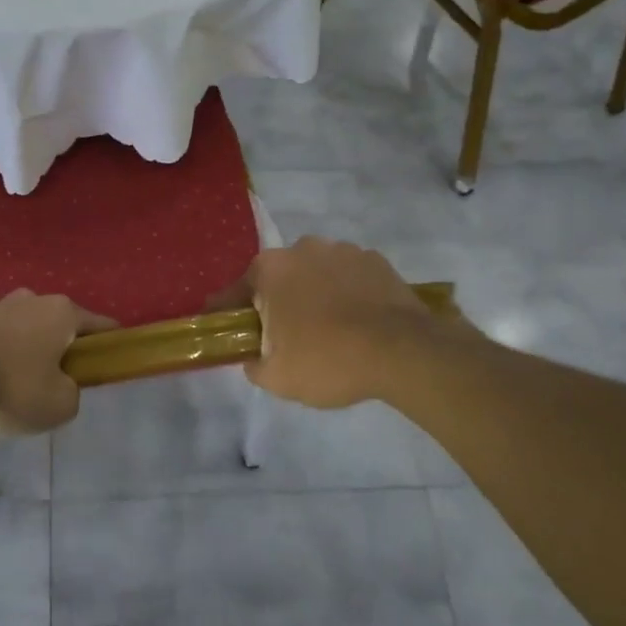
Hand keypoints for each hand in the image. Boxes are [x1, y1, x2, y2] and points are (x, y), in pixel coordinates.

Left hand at [0, 290, 115, 434]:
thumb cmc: (12, 387)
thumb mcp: (59, 405)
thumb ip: (72, 393)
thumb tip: (63, 385)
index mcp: (61, 312)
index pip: (99, 324)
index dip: (108, 342)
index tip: (110, 358)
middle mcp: (30, 299)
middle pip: (56, 322)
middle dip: (59, 345)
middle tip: (56, 378)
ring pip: (21, 326)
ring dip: (24, 347)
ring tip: (14, 381)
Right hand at [243, 237, 461, 409]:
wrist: (403, 352)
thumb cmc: (328, 359)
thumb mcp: (277, 377)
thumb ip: (253, 365)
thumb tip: (253, 358)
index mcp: (270, 269)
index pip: (235, 291)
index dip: (227, 312)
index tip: (223, 326)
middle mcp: (302, 248)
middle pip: (279, 278)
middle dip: (277, 301)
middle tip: (285, 336)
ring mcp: (343, 250)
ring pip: (316, 274)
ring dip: (315, 294)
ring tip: (328, 329)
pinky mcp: (376, 260)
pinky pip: (350, 277)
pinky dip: (348, 293)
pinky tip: (357, 321)